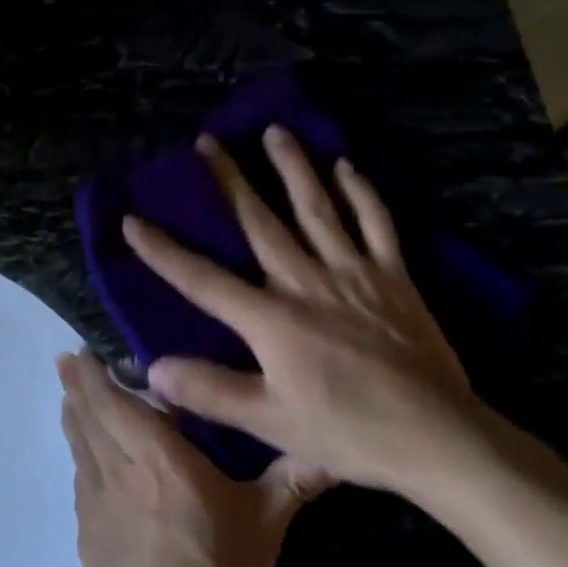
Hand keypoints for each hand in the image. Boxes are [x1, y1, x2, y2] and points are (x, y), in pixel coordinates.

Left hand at [57, 350, 325, 566]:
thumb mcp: (265, 530)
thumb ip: (293, 481)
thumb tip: (335, 450)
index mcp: (160, 459)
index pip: (115, 402)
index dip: (92, 374)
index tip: (80, 350)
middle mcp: (120, 472)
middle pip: (87, 418)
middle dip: (76, 386)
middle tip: (69, 361)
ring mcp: (96, 508)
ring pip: (78, 447)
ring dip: (73, 417)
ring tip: (71, 398)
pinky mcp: (87, 540)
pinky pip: (80, 480)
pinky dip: (80, 457)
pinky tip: (89, 462)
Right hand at [122, 126, 499, 494]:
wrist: (433, 435)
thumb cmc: (347, 431)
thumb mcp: (271, 422)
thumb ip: (211, 391)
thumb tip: (154, 368)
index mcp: (271, 319)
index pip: (203, 279)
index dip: (164, 251)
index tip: (133, 220)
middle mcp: (306, 281)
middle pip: (260, 222)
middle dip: (229, 181)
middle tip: (208, 141)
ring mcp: (353, 272)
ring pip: (317, 208)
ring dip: (294, 167)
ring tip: (275, 131)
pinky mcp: (394, 276)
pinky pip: (377, 223)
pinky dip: (362, 192)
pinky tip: (348, 165)